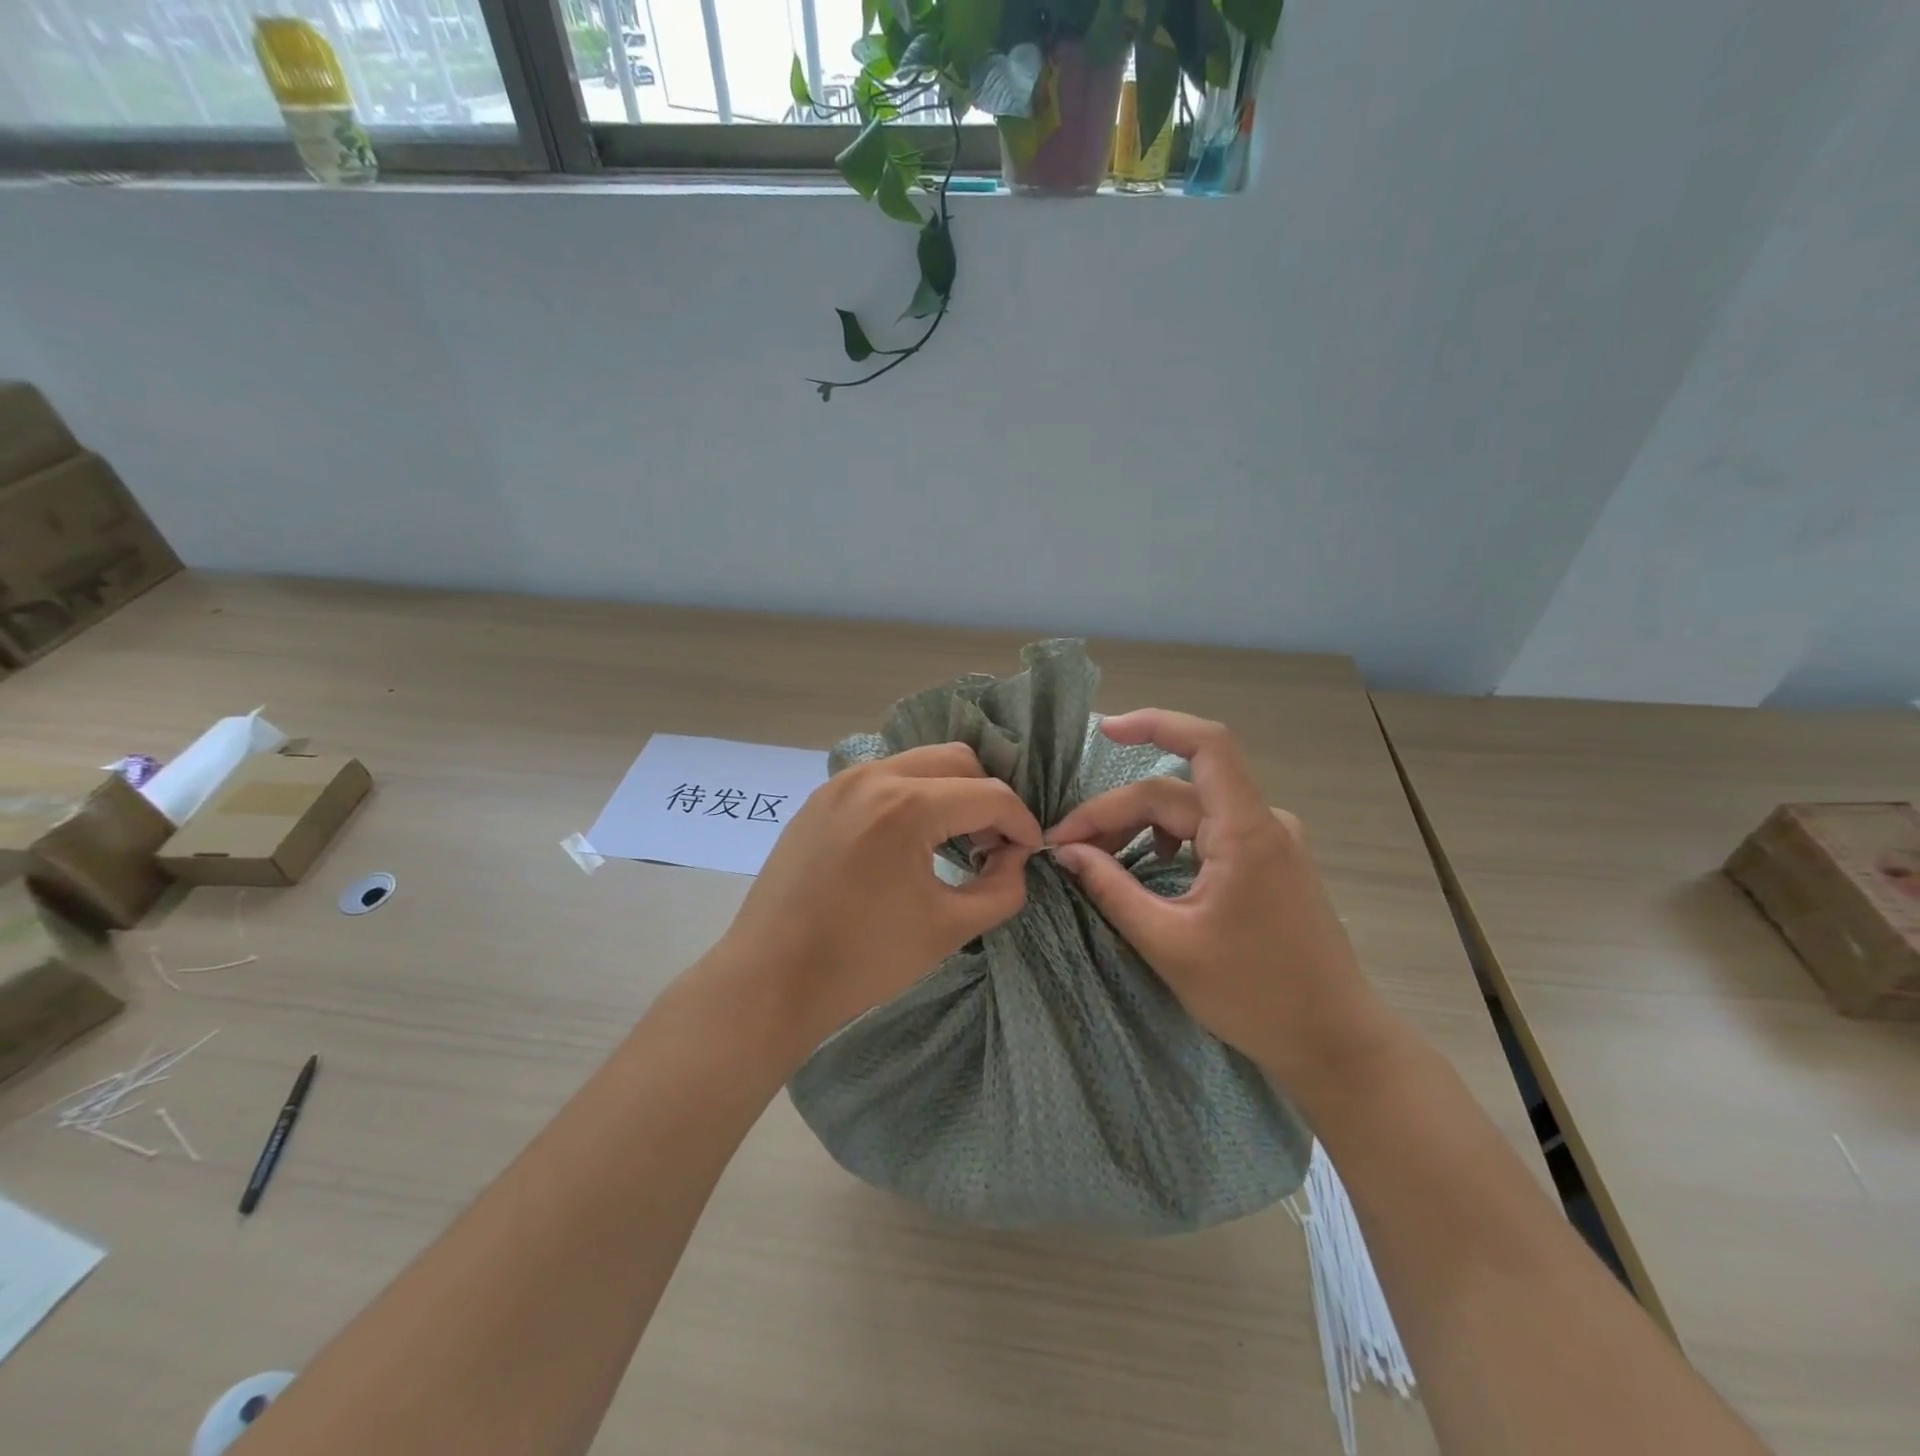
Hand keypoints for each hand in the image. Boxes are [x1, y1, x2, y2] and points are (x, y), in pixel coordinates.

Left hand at [722, 743, 1042, 1049]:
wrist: (769, 980)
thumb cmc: (862, 960)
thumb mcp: (948, 929)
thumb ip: (1001, 888)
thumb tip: (1015, 859)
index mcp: (906, 806)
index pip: (989, 794)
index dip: (1021, 822)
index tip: (1030, 852)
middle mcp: (873, 777)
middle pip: (956, 760)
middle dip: (986, 797)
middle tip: (992, 843)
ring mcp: (840, 784)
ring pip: (917, 764)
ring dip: (948, 793)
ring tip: (954, 843)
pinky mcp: (819, 799)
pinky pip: (881, 780)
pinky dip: (910, 798)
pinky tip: (908, 843)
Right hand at [1045, 710, 1395, 1090]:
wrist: (1335, 1041)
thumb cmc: (1254, 996)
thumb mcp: (1168, 943)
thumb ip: (1111, 888)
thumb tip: (1066, 852)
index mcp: (1246, 831)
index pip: (1205, 745)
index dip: (1154, 723)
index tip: (1102, 731)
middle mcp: (1263, 822)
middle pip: (1176, 792)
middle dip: (1115, 812)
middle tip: (1066, 846)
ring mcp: (1270, 841)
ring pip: (1190, 811)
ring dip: (1138, 826)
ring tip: (1095, 858)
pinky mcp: (1269, 862)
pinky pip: (1208, 832)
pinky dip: (1167, 840)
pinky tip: (1145, 866)